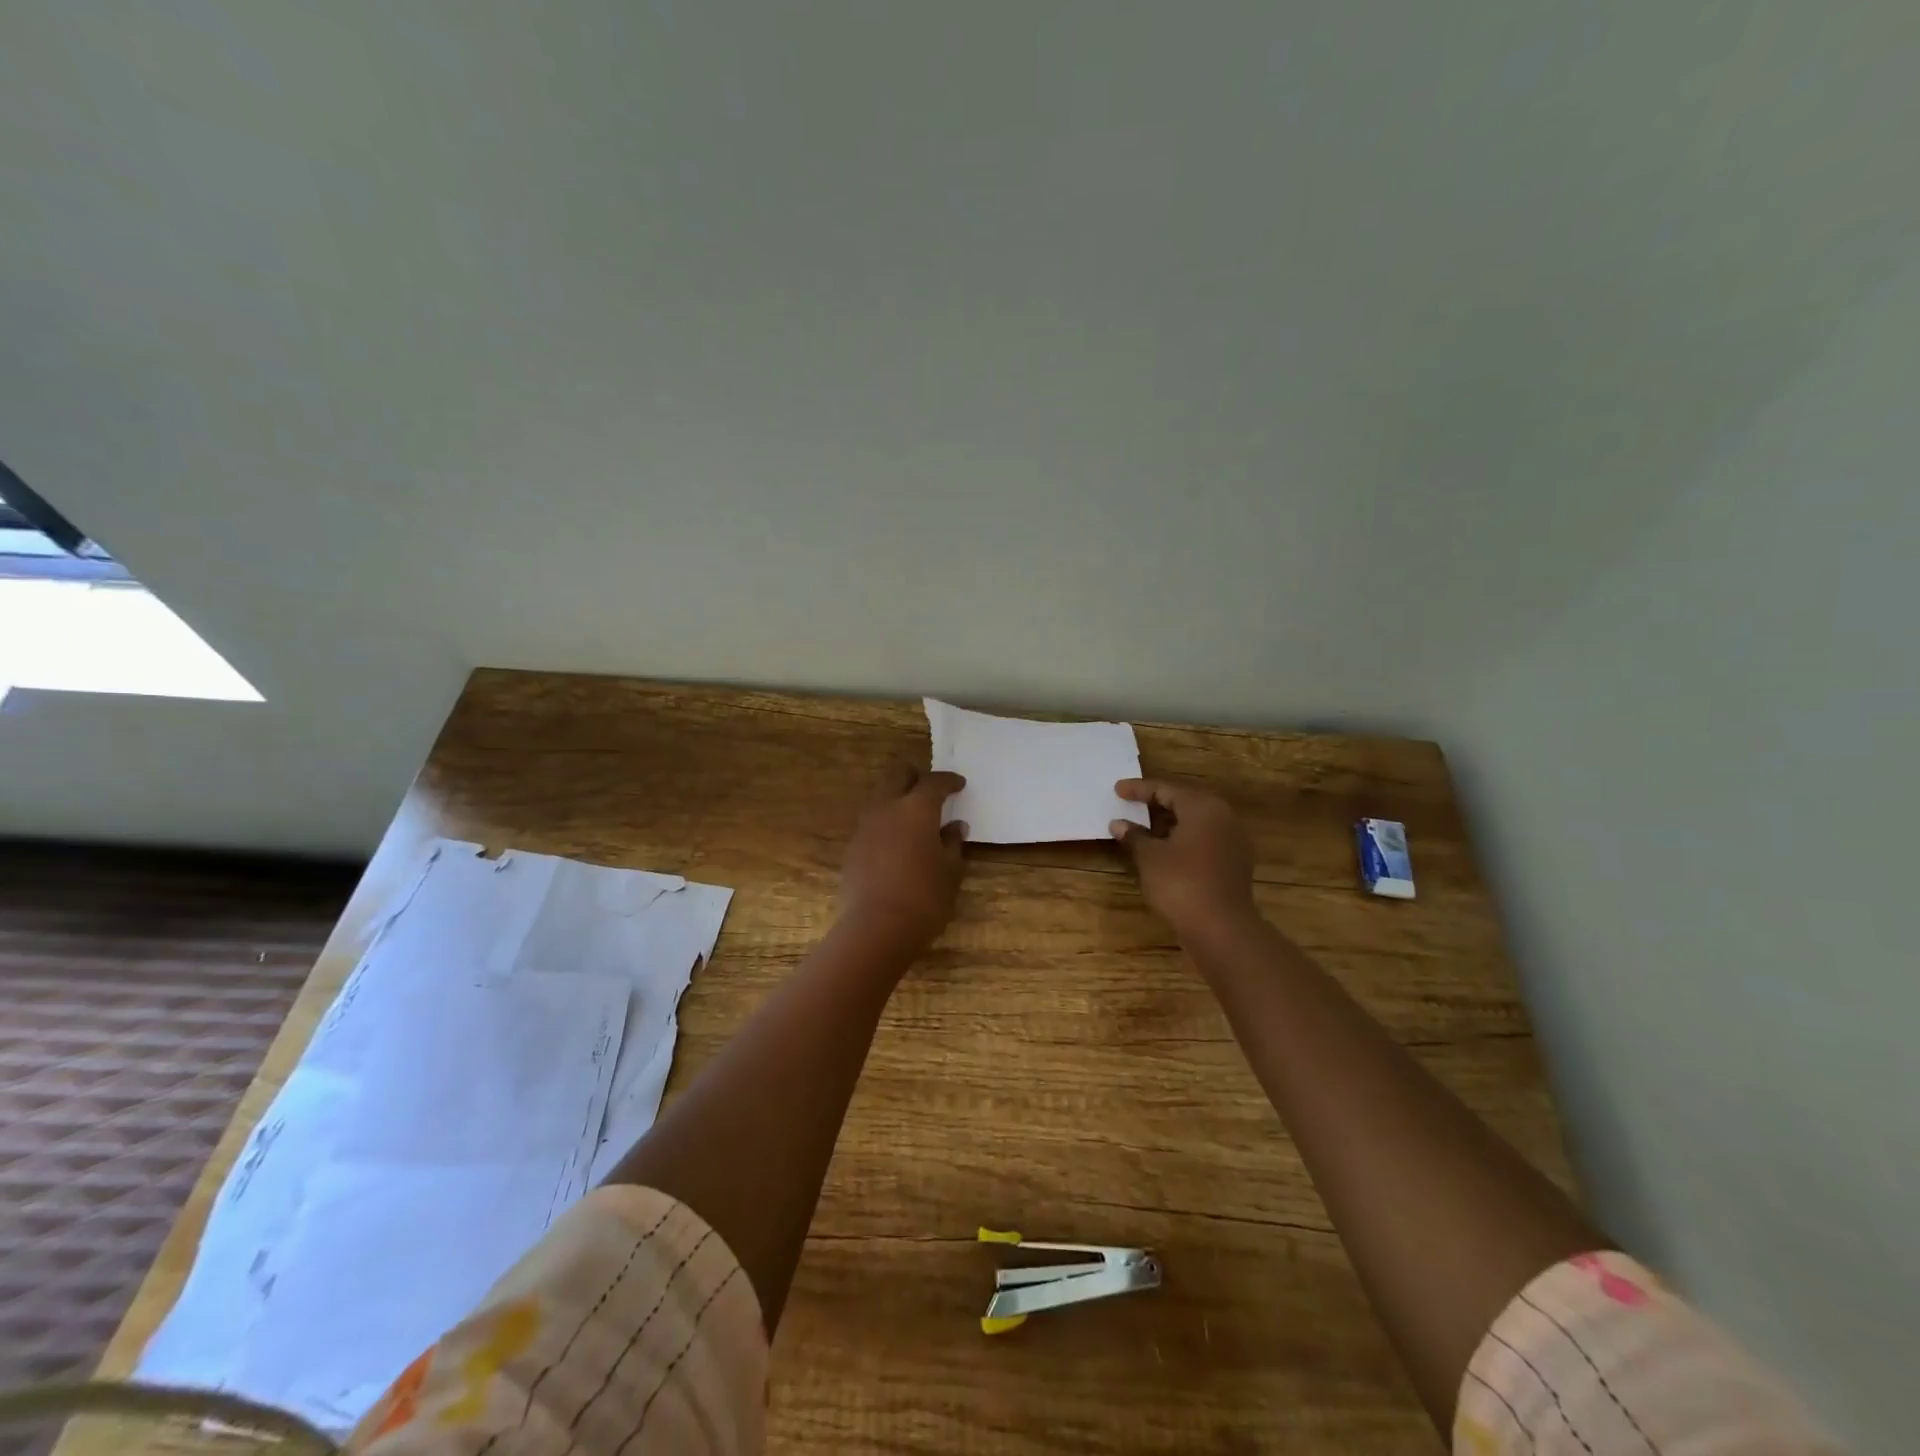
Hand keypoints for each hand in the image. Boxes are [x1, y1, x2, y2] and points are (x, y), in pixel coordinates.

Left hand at [838, 766, 968, 951]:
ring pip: (880, 797)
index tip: (959, 784)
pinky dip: (885, 823)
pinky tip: (896, 843)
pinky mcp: (852, 848)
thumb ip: (953, 844)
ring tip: (913, 818)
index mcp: (916, 809)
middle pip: (897, 775)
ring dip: (897, 799)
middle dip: (914, 776)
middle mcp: (887, 808)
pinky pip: (871, 823)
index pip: (934, 782)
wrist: (876, 929)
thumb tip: (954, 827)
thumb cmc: (924, 898)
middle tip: (930, 789)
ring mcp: (865, 827)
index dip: (948, 781)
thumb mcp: (950, 872)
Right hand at [1110, 779, 1257, 936]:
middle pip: (1185, 802)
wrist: (1222, 928)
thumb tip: (1118, 824)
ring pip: (1196, 823)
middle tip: (1131, 804)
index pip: (1166, 789)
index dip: (1139, 789)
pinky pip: (1204, 841)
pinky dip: (1183, 840)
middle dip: (1157, 804)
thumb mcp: (1150, 857)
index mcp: (1203, 807)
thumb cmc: (1181, 883)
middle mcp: (1223, 818)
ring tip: (1144, 829)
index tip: (1117, 790)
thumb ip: (1134, 836)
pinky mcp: (1234, 864)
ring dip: (1170, 824)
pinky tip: (1165, 852)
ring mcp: (1233, 842)